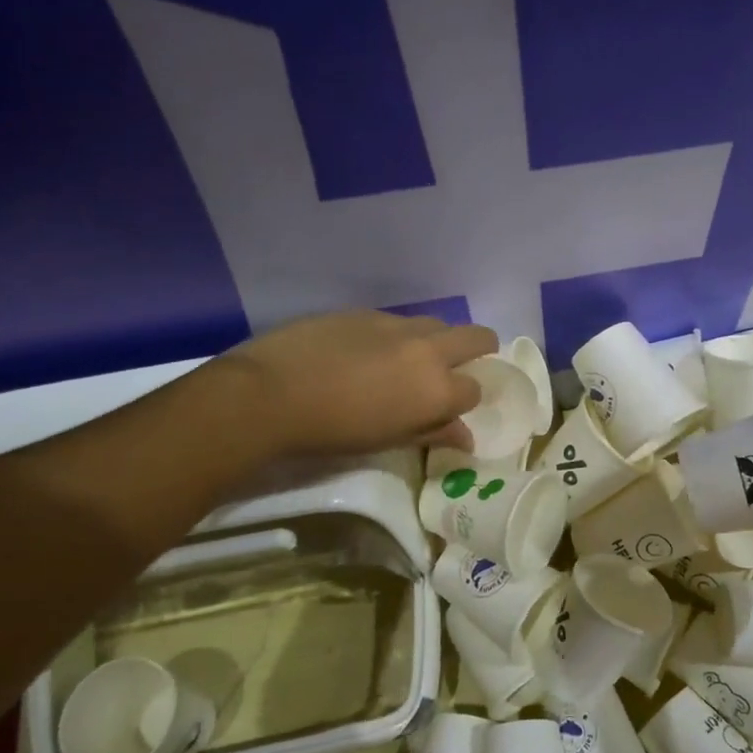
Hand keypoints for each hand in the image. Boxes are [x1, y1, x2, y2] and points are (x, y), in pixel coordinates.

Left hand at [225, 311, 498, 455]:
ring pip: (436, 324)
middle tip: (461, 365)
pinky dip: (396, 336)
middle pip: (477, 337)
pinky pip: (396, 321)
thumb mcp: (389, 440)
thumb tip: (465, 438)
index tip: (451, 408)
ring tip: (409, 361)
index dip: (466, 400)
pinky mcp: (364, 311)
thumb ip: (433, 432)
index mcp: (438, 388)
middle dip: (481, 349)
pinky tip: (366, 352)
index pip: (475, 389)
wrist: (270, 394)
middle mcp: (427, 349)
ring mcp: (396, 324)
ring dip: (437, 340)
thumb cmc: (334, 431)